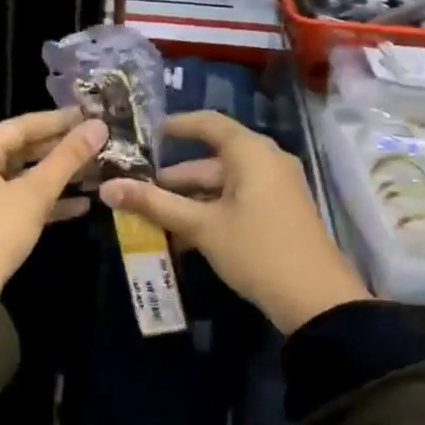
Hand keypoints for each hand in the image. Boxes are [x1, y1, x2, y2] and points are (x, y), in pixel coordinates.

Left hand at [0, 108, 107, 296]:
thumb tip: (99, 126)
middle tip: (98, 143)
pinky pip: (19, 199)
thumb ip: (67, 158)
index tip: (92, 115)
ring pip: (23, 175)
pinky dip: (46, 200)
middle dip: (61, 149)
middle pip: (23, 149)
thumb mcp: (35, 192)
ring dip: (57, 176)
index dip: (60, 120)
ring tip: (96, 170)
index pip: (23, 125)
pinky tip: (82, 205)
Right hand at [98, 111, 367, 333]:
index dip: (177, 125)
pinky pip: (238, 200)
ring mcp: (277, 188)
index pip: (209, 123)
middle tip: (139, 189)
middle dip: (175, 176)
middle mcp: (267, 162)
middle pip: (213, 159)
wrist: (317, 301)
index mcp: (251, 153)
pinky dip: (210, 211)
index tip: (147, 133)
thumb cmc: (256, 250)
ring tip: (154, 217)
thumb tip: (107, 188)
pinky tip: (184, 236)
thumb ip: (154, 204)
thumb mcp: (201, 226)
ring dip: (190, 199)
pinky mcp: (280, 213)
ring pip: (224, 184)